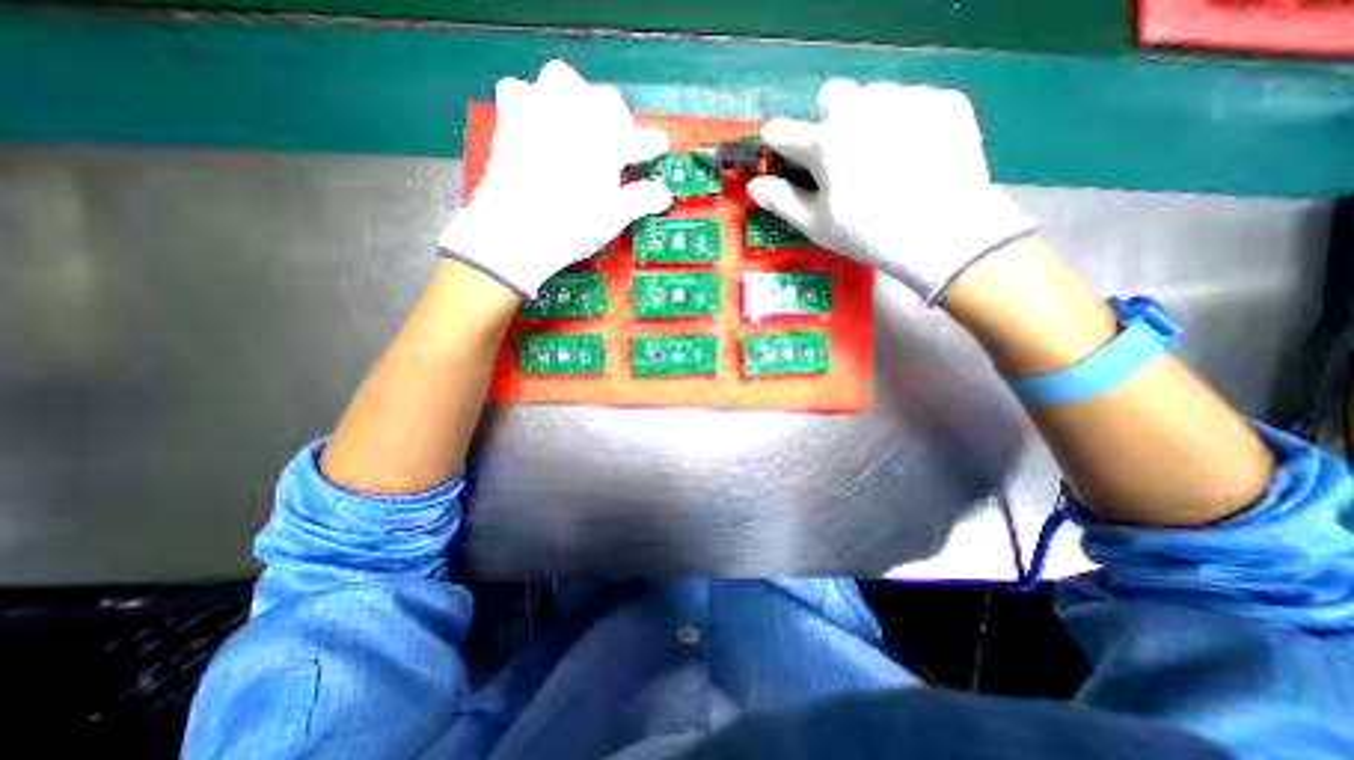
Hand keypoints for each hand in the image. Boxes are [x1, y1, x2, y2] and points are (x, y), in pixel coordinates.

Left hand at [440, 60, 669, 296]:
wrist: (513, 234)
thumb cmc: (570, 228)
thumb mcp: (612, 218)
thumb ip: (640, 199)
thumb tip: (664, 195)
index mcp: (604, 141)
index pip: (638, 137)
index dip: (652, 143)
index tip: (659, 146)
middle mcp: (573, 116)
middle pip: (603, 99)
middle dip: (617, 118)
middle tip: (619, 143)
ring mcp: (538, 112)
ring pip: (561, 80)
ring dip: (577, 98)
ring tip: (579, 124)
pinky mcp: (509, 121)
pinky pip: (520, 90)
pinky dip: (533, 101)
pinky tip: (539, 124)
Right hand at [750, 78, 1037, 298]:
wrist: (944, 233)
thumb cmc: (868, 234)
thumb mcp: (816, 225)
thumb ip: (781, 200)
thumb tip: (754, 185)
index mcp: (824, 144)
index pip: (781, 130)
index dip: (775, 142)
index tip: (780, 152)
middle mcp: (860, 110)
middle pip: (830, 97)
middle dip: (827, 121)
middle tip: (838, 156)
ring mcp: (905, 100)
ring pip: (872, 96)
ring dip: (865, 119)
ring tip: (879, 158)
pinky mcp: (942, 101)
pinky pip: (911, 101)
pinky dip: (904, 123)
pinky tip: (913, 155)